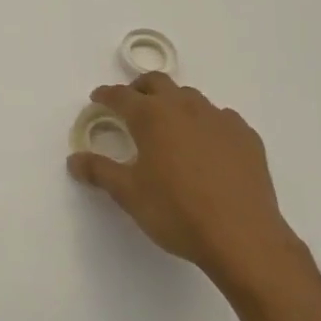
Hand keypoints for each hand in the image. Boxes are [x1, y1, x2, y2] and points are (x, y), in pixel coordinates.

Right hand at [68, 73, 304, 291]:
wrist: (242, 237)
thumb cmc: (176, 212)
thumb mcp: (129, 194)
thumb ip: (100, 172)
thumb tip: (74, 160)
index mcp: (152, 116)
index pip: (121, 95)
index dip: (106, 95)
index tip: (98, 99)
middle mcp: (185, 108)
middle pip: (158, 83)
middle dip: (140, 88)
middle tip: (131, 104)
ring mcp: (220, 119)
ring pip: (191, 98)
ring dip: (174, 104)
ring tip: (169, 126)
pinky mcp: (247, 137)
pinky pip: (221, 118)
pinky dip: (206, 124)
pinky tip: (207, 147)